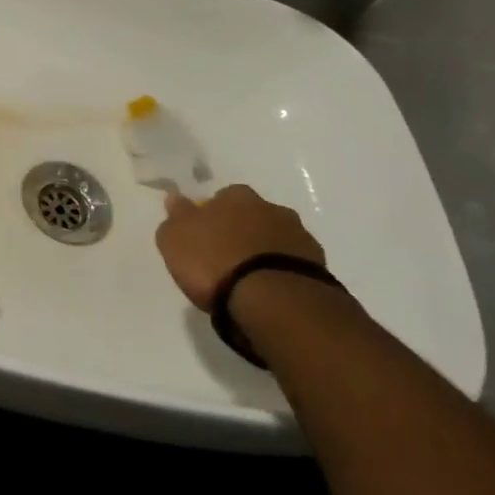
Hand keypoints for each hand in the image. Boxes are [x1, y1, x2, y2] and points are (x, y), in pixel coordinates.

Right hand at [155, 184, 324, 312]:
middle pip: (252, 216)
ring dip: (264, 251)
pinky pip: (293, 264)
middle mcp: (271, 208)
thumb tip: (176, 198)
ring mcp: (299, 236)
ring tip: (250, 280)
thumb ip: (176, 216)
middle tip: (226, 257)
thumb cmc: (214, 261)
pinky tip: (270, 291)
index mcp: (236, 196)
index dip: (213, 216)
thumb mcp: (175, 239)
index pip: (222, 198)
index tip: (204, 236)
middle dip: (242, 231)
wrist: (272, 298)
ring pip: (276, 238)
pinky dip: (281, 272)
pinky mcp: (318, 267)